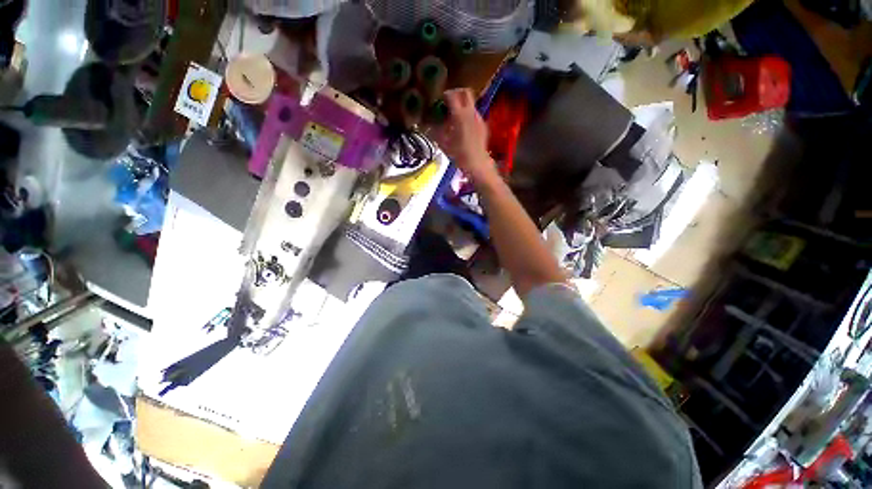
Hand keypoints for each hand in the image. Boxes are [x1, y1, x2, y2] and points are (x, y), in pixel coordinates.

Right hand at [433, 88, 496, 181]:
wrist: (477, 163)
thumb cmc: (458, 154)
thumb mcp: (443, 143)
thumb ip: (435, 130)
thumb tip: (428, 124)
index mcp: (459, 115)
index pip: (451, 95)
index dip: (444, 95)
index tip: (440, 100)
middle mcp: (470, 112)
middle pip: (465, 92)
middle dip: (456, 93)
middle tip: (449, 101)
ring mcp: (479, 118)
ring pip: (471, 103)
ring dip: (463, 105)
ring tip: (455, 117)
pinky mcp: (483, 125)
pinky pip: (474, 114)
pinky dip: (468, 115)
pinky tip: (463, 127)